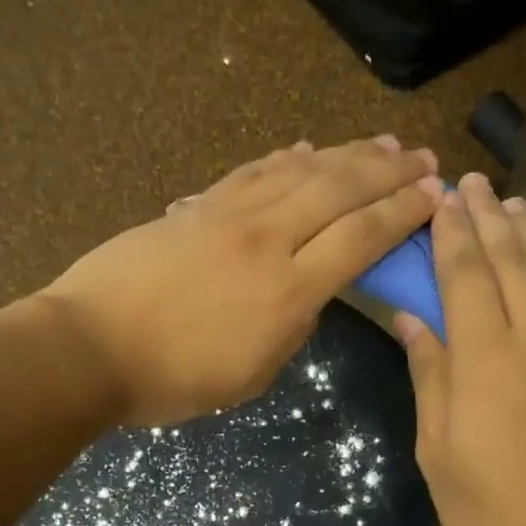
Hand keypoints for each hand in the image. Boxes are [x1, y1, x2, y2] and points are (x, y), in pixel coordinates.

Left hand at [37, 136, 439, 424]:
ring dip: (347, 154)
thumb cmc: (172, 380)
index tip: (435, 197)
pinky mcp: (196, 207)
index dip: (402, 215)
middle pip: (340, 190)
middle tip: (425, 159)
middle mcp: (267, 240)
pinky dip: (284, 157)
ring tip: (381, 145)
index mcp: (288, 291)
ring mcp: (228, 216)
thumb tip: (310, 292)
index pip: (360, 238)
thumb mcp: (251, 375)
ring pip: (300, 170)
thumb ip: (291, 329)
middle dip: (389, 172)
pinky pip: (251, 173)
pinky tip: (305, 148)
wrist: (90, 348)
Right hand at [398, 174, 525, 525]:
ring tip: (516, 207)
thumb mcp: (439, 453)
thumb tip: (412, 320)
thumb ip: (430, 378)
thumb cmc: (496, 513)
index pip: (464, 276)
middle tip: (475, 184)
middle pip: (511, 264)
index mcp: (484, 358)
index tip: (441, 199)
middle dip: (489, 219)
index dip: (451, 234)